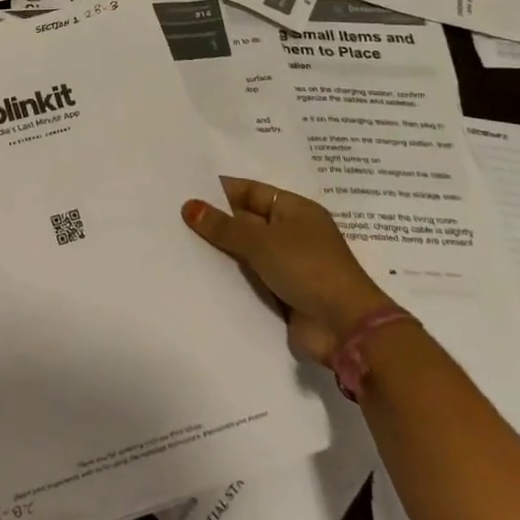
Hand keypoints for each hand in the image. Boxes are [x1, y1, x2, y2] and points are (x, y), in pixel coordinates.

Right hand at [182, 178, 395, 364]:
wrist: (345, 329)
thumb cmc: (307, 268)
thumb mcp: (261, 241)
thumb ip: (223, 226)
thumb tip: (188, 206)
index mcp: (295, 210)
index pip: (251, 192)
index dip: (221, 191)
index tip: (186, 191)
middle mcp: (292, 234)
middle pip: (247, 221)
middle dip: (216, 222)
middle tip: (175, 217)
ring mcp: (288, 266)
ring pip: (246, 252)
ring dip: (220, 252)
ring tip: (178, 244)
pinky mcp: (283, 295)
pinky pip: (250, 280)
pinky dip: (230, 278)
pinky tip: (198, 274)